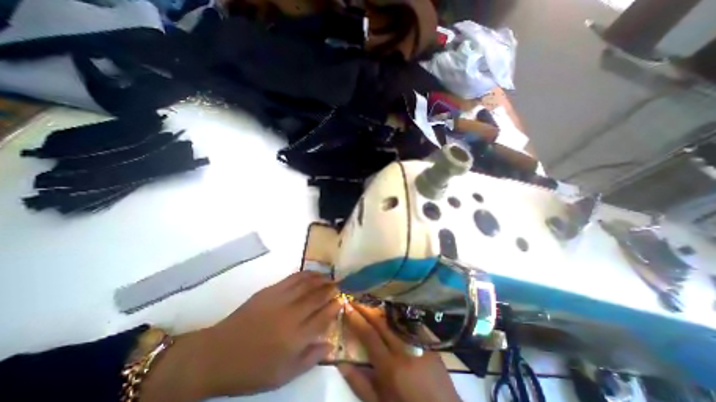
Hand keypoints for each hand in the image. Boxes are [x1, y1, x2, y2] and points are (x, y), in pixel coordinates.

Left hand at [142, 270, 341, 401]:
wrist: (218, 354)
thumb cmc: (252, 369)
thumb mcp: (284, 375)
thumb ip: (310, 358)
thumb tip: (330, 344)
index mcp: (296, 337)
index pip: (324, 316)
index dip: (335, 306)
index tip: (342, 301)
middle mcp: (292, 315)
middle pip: (318, 297)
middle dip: (331, 290)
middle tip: (338, 286)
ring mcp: (281, 299)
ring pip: (308, 284)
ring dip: (321, 279)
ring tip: (329, 277)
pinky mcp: (271, 290)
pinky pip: (293, 278)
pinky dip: (306, 274)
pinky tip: (312, 274)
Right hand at [340, 304, 461, 401]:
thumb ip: (360, 384)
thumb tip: (341, 364)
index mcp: (391, 367)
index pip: (369, 335)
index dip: (356, 319)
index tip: (347, 306)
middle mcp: (405, 349)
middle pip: (382, 322)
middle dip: (367, 308)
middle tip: (356, 299)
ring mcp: (419, 343)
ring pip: (395, 319)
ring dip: (380, 310)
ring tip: (369, 302)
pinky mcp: (429, 342)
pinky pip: (409, 323)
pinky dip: (395, 317)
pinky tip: (389, 313)